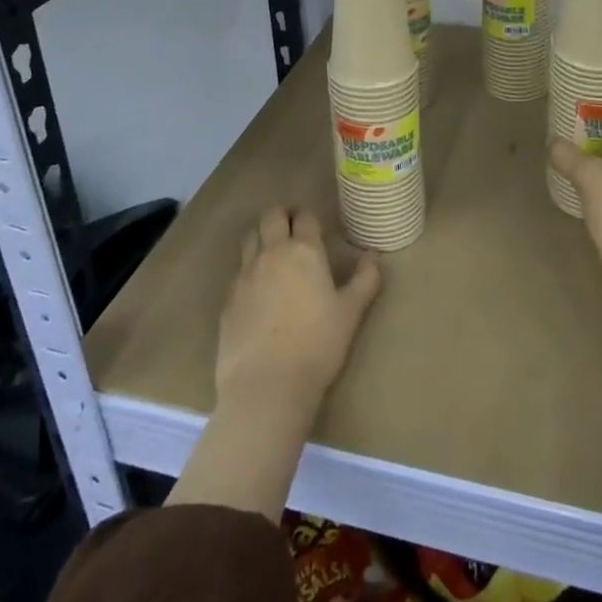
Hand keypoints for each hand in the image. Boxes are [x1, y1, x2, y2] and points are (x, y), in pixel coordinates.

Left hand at [216, 206, 382, 410]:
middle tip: (291, 227)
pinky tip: (257, 292)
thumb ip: (365, 280)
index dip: (307, 215)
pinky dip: (248, 271)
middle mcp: (272, 254)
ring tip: (272, 253)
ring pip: (249, 238)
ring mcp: (245, 275)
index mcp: (304, 251)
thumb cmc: (317, 346)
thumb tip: (373, 255)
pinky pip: (238, 272)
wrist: (267, 385)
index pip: (304, 217)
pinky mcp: (228, 300)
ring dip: (261, 237)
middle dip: (281, 215)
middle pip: (271, 217)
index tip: (312, 223)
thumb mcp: (351, 313)